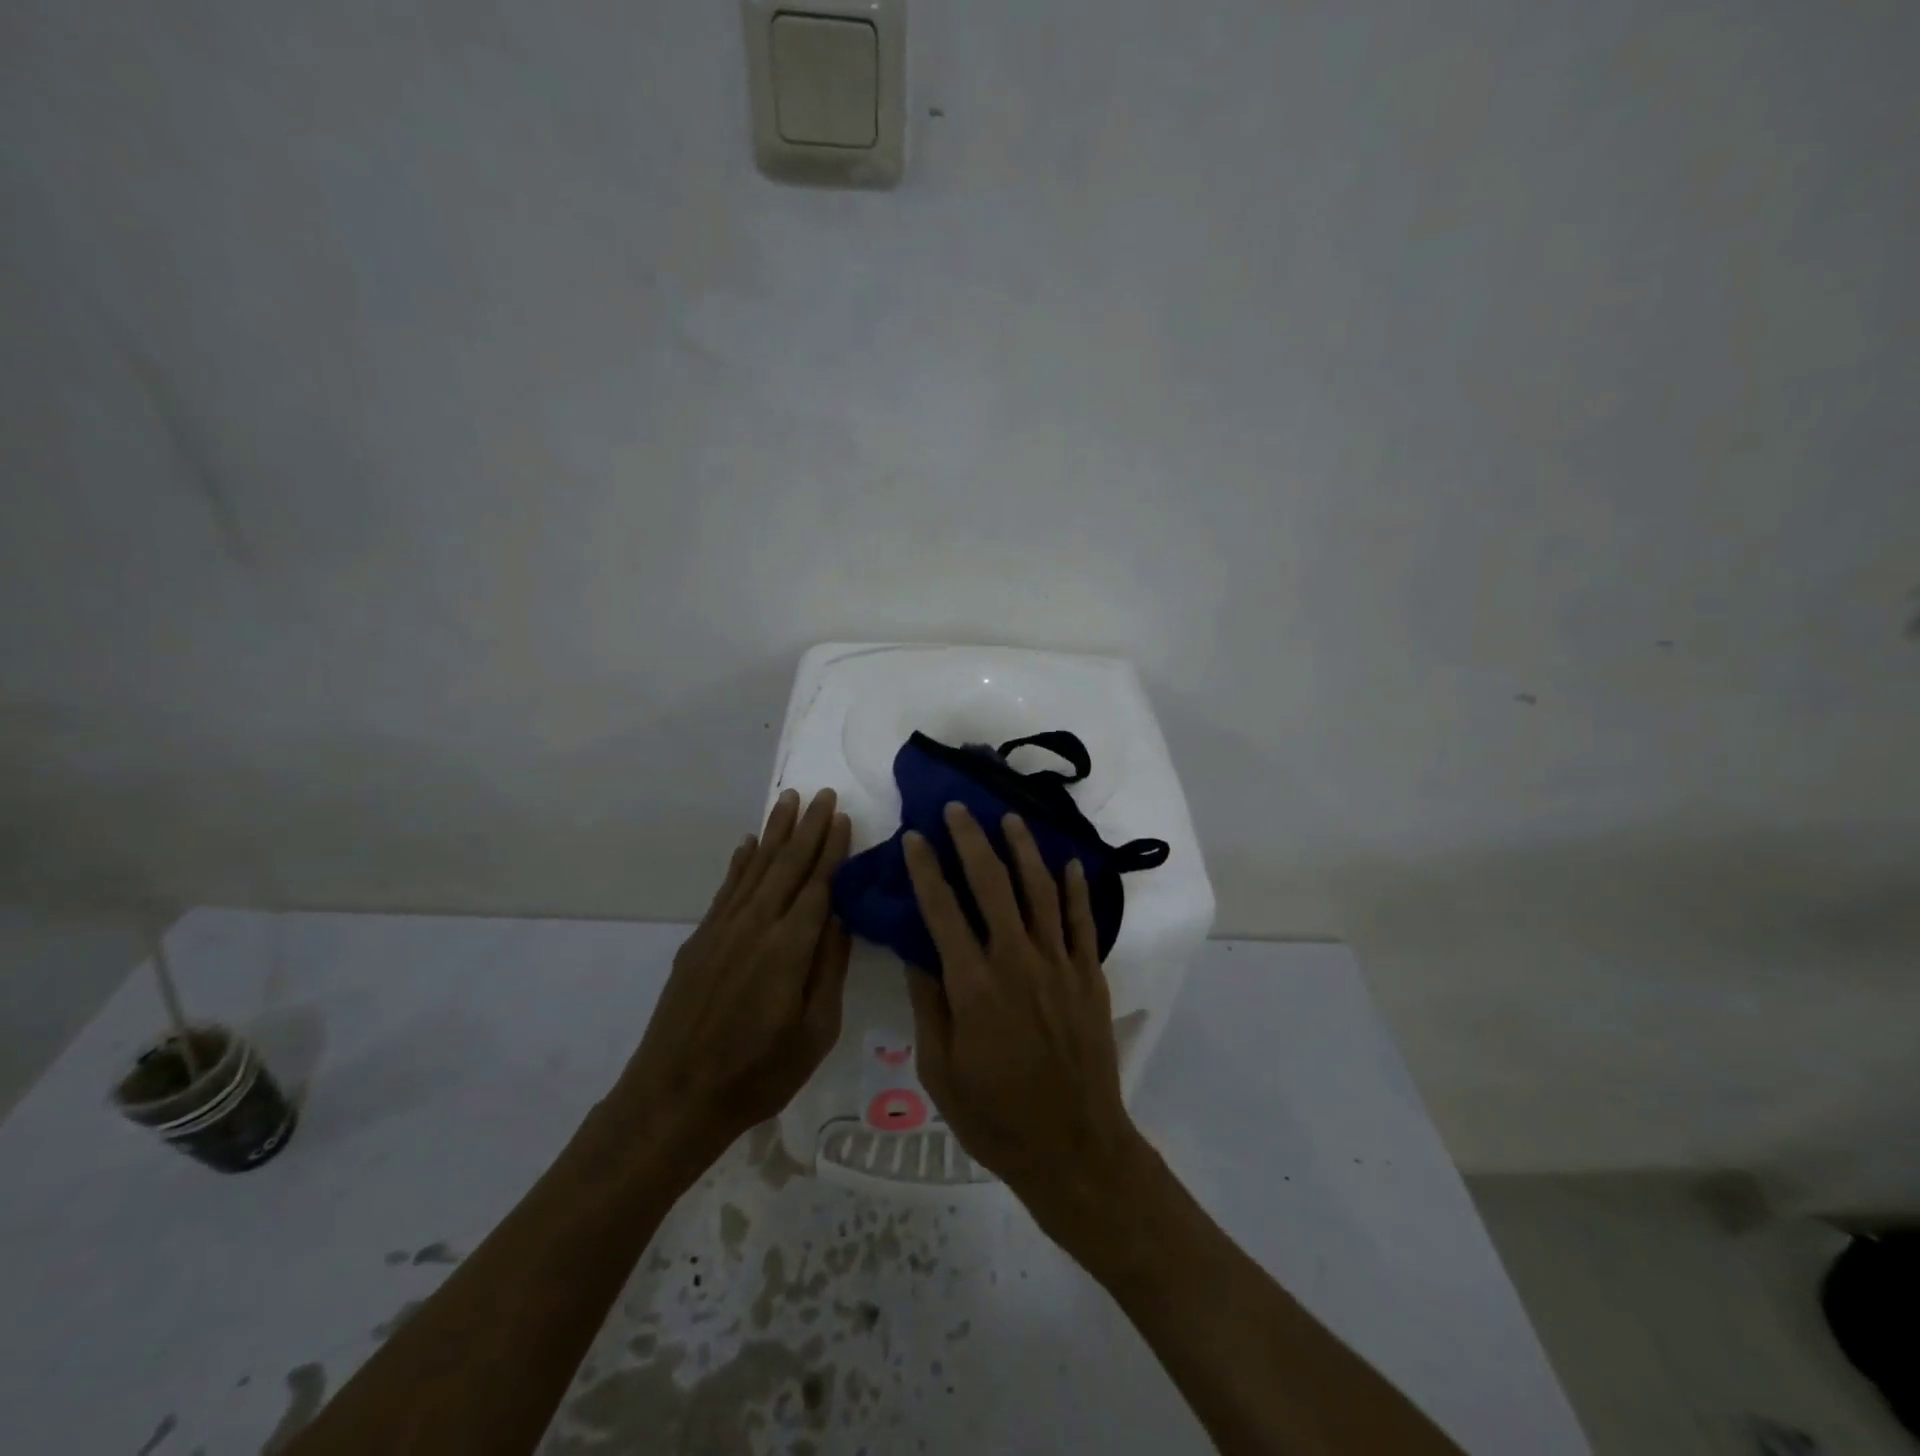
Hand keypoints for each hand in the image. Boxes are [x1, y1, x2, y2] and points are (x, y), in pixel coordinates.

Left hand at [616, 787, 851, 1180]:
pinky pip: (727, 888)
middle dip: (808, 827)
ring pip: (755, 867)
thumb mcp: (815, 1032)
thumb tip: (841, 916)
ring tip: (789, 800)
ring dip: (775, 832)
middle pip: (787, 864)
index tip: (843, 816)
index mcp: (790, 947)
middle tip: (823, 793)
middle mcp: (756, 925)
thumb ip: (830, 968)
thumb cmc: (759, 1073)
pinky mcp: (700, 940)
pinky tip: (748, 844)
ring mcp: (722, 929)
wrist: (675, 1097)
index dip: (832, 848)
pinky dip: (740, 862)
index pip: (818, 884)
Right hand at [903, 802, 1149, 1233]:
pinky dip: (1076, 890)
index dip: (926, 869)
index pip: (942, 910)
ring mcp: (1058, 965)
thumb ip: (929, 1003)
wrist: (1073, 1147)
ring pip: (1040, 891)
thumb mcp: (940, 1070)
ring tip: (1009, 819)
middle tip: (959, 809)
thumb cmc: (995, 1117)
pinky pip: (1082, 923)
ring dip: (1024, 850)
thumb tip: (915, 949)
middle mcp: (1016, 961)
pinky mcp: (1088, 977)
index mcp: (973, 985)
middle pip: (992, 885)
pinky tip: (1068, 864)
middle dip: (972, 841)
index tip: (915, 837)